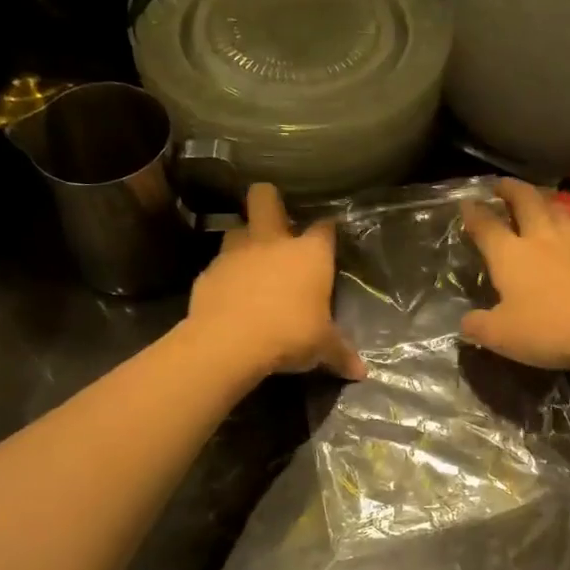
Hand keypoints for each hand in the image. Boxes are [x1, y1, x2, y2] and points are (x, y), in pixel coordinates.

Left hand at [188, 184, 364, 379]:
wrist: (230, 342)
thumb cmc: (290, 334)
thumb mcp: (322, 348)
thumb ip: (340, 353)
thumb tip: (361, 372)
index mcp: (309, 253)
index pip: (324, 228)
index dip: (327, 232)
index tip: (328, 240)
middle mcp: (272, 242)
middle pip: (265, 197)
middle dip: (270, 201)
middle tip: (277, 222)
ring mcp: (235, 253)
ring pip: (237, 228)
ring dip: (245, 241)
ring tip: (252, 263)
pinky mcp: (208, 273)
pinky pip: (219, 265)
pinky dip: (226, 276)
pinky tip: (231, 296)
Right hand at [459, 179, 569, 371]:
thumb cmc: (547, 329)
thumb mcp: (499, 335)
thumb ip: (477, 326)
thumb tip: (466, 322)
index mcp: (509, 254)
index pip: (486, 225)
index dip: (474, 212)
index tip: (467, 202)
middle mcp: (541, 241)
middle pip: (526, 202)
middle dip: (512, 189)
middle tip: (502, 184)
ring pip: (558, 210)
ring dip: (545, 200)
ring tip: (539, 199)